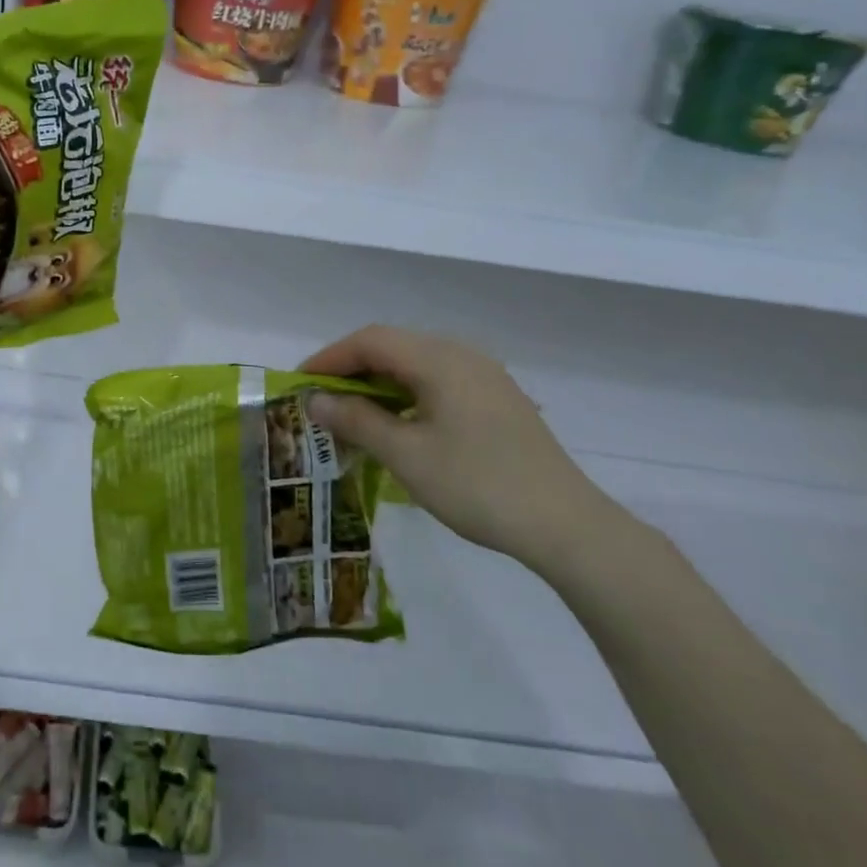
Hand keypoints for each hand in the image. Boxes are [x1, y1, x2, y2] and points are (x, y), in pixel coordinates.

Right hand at [301, 326, 626, 575]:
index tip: (299, 384)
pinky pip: (438, 382)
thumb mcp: (406, 455)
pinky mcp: (497, 400)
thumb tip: (315, 400)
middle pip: (393, 346)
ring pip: (416, 364)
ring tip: (352, 414)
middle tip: (321, 401)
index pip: (370, 340)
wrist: (566, 525)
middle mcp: (463, 355)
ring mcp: (485, 377)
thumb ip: (356, 420)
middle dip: (351, 369)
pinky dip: (406, 395)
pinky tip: (397, 425)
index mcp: (440, 359)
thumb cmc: (477, 485)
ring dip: (378, 383)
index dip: (329, 358)